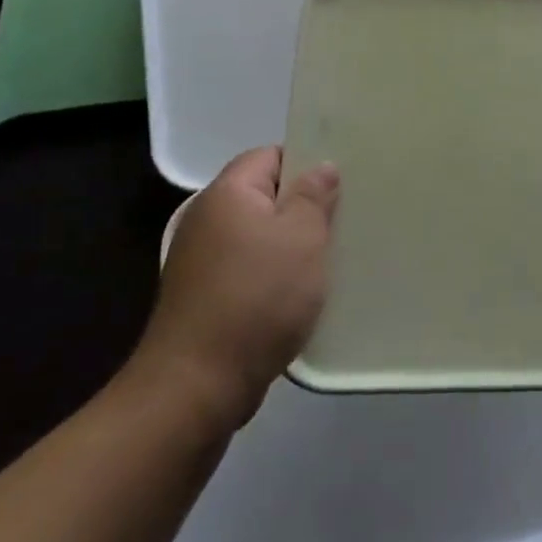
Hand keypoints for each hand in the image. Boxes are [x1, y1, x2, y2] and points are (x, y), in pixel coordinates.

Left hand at [123, 147, 338, 431]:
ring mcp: (202, 261)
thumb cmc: (257, 297)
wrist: (197, 385)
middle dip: (304, 208)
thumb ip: (314, 196)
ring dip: (292, 246)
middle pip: (265, 196)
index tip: (341, 184)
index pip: (270, 155)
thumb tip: (321, 167)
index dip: (307, 163)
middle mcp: (208, 219)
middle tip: (344, 221)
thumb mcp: (302, 238)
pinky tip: (301, 295)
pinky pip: (249, 270)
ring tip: (331, 259)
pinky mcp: (205, 298)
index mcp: (227, 193)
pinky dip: (275, 276)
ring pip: (260, 237)